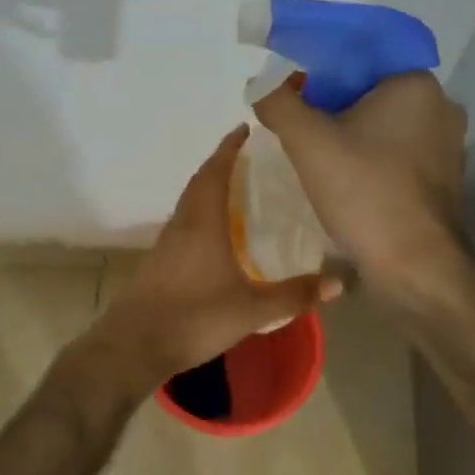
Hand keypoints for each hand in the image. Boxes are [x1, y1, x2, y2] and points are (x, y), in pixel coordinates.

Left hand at [94, 125, 339, 385]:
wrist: (134, 345)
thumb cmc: (194, 317)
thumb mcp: (252, 309)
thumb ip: (295, 295)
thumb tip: (340, 282)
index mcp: (202, 223)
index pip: (215, 172)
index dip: (229, 148)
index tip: (245, 129)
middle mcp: (181, 225)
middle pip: (200, 183)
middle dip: (221, 165)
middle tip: (249, 158)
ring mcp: (166, 245)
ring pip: (189, 205)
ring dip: (209, 190)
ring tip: (238, 192)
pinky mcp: (158, 264)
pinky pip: (184, 226)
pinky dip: (201, 217)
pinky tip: (218, 237)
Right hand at [252, 72, 467, 297]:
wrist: (416, 267)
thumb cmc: (365, 193)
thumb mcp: (308, 142)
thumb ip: (279, 103)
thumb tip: (262, 84)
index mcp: (415, 83)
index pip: (359, 58)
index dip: (319, 72)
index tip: (292, 97)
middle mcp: (441, 106)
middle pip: (372, 93)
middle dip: (333, 108)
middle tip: (300, 130)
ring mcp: (448, 146)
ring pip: (386, 127)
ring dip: (353, 137)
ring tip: (318, 159)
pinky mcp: (445, 180)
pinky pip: (399, 157)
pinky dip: (372, 162)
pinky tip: (348, 184)